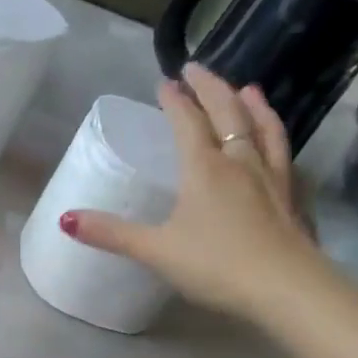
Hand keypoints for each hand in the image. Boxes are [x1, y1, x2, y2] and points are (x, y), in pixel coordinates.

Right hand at [61, 63, 325, 322]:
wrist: (286, 288)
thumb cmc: (216, 264)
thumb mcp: (155, 250)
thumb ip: (112, 234)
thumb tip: (65, 219)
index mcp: (205, 168)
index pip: (188, 122)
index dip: (175, 100)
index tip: (165, 82)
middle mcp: (240, 162)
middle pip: (228, 113)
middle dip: (212, 88)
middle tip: (198, 69)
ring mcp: (271, 177)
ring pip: (263, 128)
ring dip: (252, 105)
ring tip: (248, 88)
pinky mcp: (292, 197)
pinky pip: (283, 154)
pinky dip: (276, 137)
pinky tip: (276, 142)